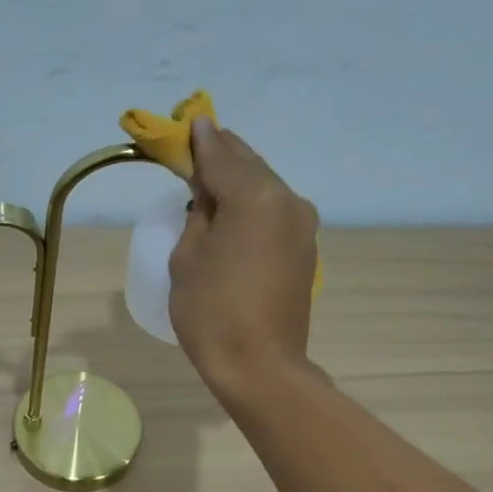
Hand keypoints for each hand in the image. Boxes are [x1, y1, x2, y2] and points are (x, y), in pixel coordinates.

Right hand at [168, 116, 319, 395]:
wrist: (260, 367)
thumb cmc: (212, 314)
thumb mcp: (186, 259)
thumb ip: (198, 214)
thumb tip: (208, 195)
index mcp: (254, 197)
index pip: (221, 156)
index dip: (199, 141)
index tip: (187, 124)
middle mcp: (286, 200)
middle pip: (249, 165)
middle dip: (222, 155)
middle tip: (197, 147)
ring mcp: (302, 226)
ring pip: (265, 188)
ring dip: (239, 180)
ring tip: (212, 181)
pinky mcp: (306, 250)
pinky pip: (274, 213)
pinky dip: (253, 205)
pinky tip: (234, 214)